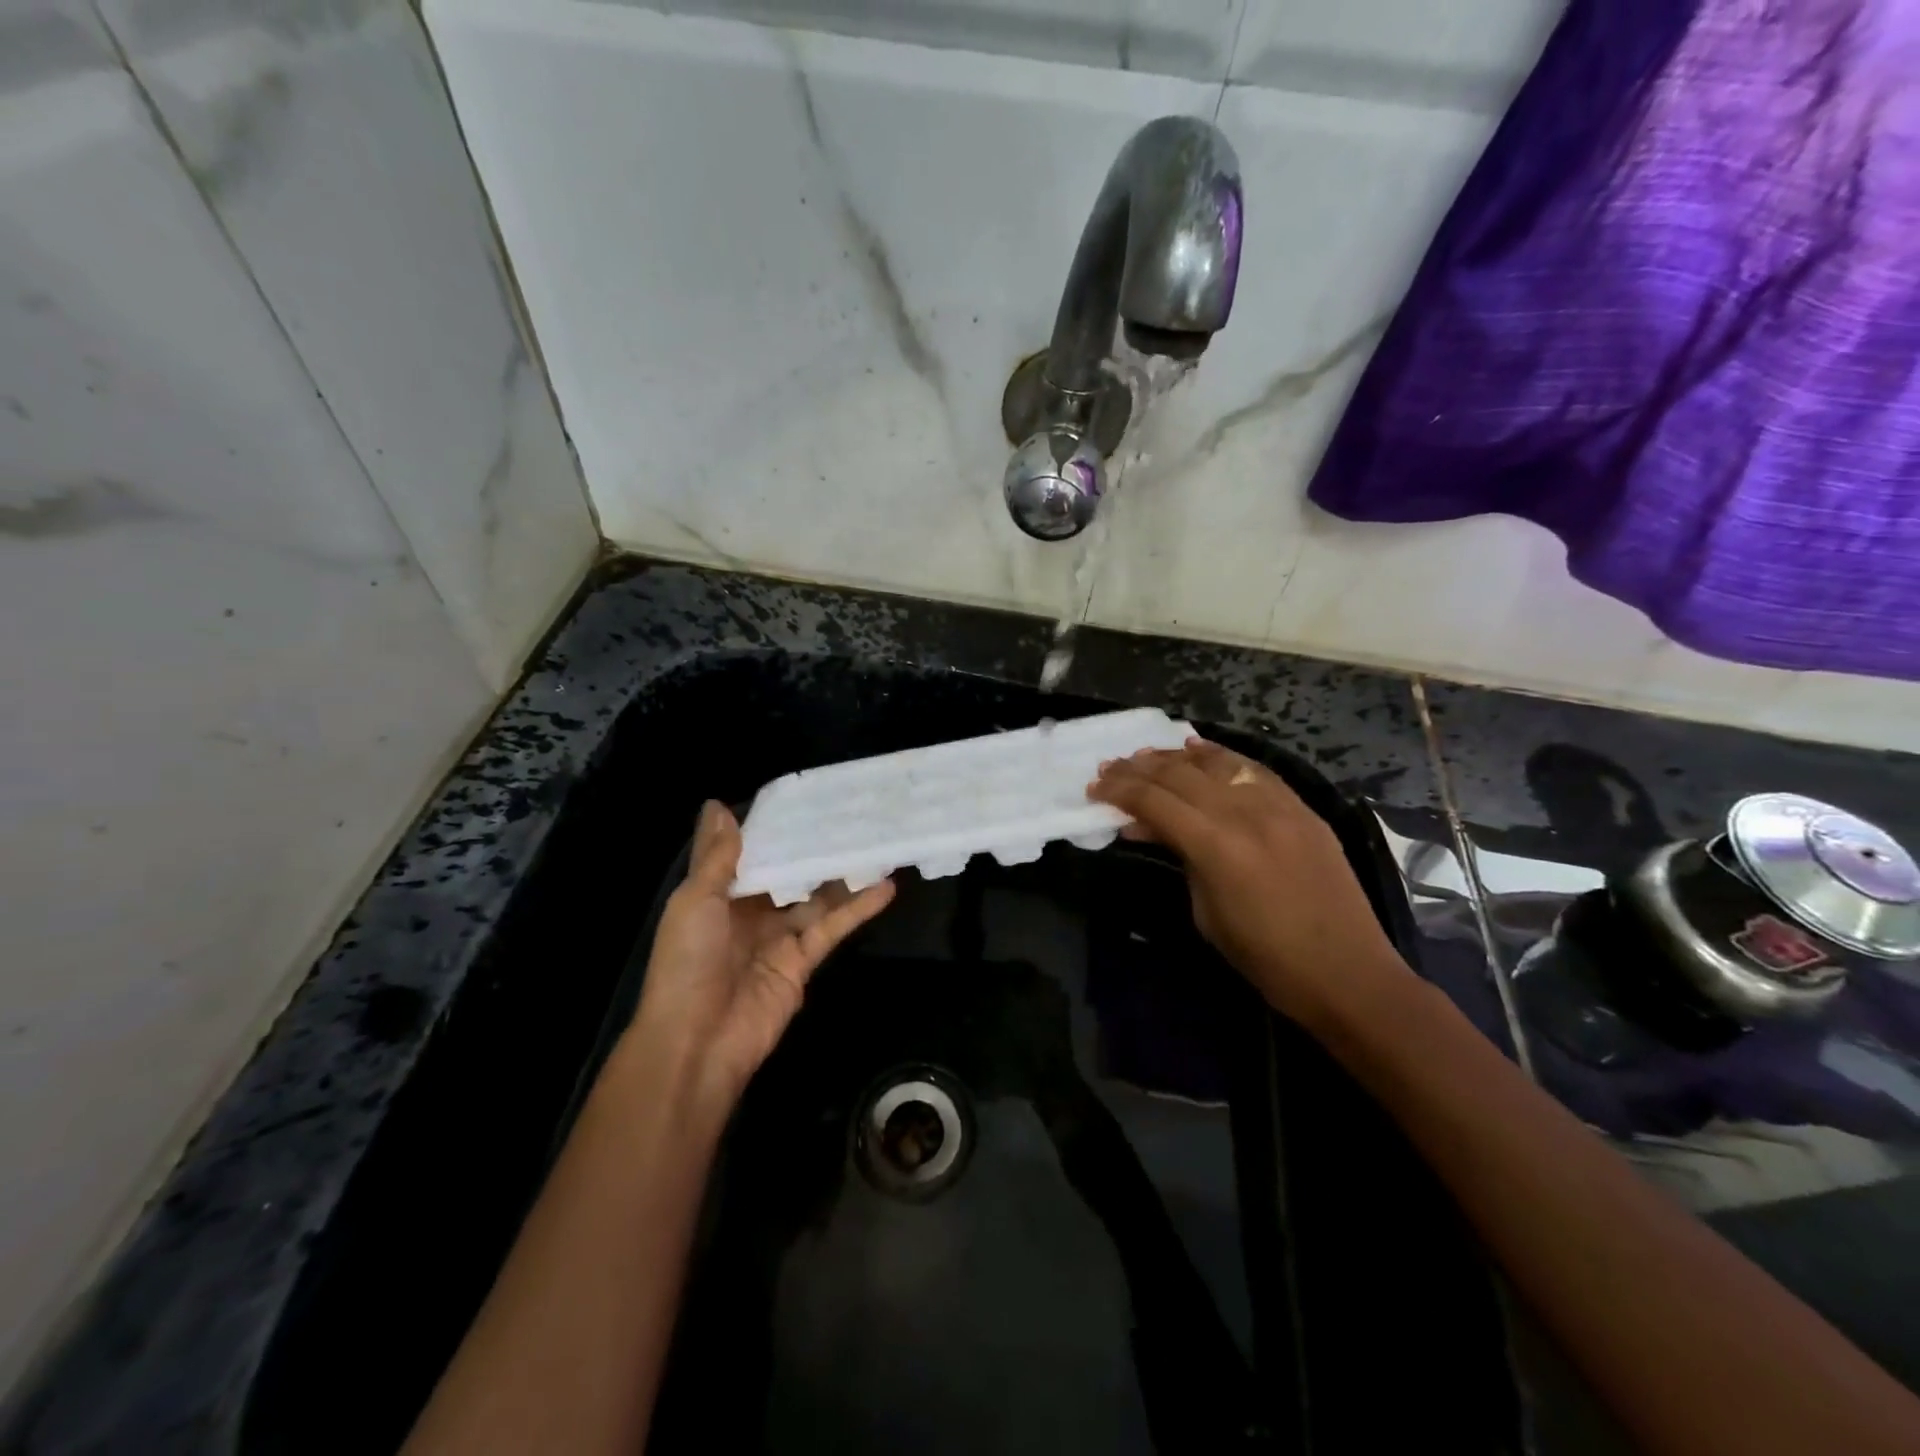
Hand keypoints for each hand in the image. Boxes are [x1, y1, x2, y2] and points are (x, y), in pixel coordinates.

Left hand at [625, 801, 895, 1109]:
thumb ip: (717, 856)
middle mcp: (749, 913)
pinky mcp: (804, 960)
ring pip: (816, 898)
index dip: (773, 829)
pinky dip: (859, 908)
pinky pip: (833, 926)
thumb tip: (718, 804)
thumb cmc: (687, 962)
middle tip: (849, 814)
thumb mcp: (694, 900)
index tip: (803, 798)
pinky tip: (886, 886)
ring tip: (876, 842)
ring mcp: (778, 937)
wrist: (696, 1041)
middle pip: (787, 874)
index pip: (750, 854)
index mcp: (716, 896)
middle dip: (813, 848)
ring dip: (843, 874)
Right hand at [1088, 738, 1409, 1029]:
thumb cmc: (1265, 958)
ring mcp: (1279, 805)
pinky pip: (1253, 769)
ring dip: (1175, 756)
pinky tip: (1198, 750)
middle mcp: (1245, 812)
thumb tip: (1149, 828)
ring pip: (1216, 763)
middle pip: (1180, 775)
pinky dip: (1220, 757)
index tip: (1093, 788)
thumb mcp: (1205, 912)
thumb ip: (1179, 858)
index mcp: (1216, 845)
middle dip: (1138, 769)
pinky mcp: (1301, 808)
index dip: (1119, 791)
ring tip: (1144, 755)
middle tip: (1108, 769)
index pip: (1154, 801)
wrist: (1346, 973)